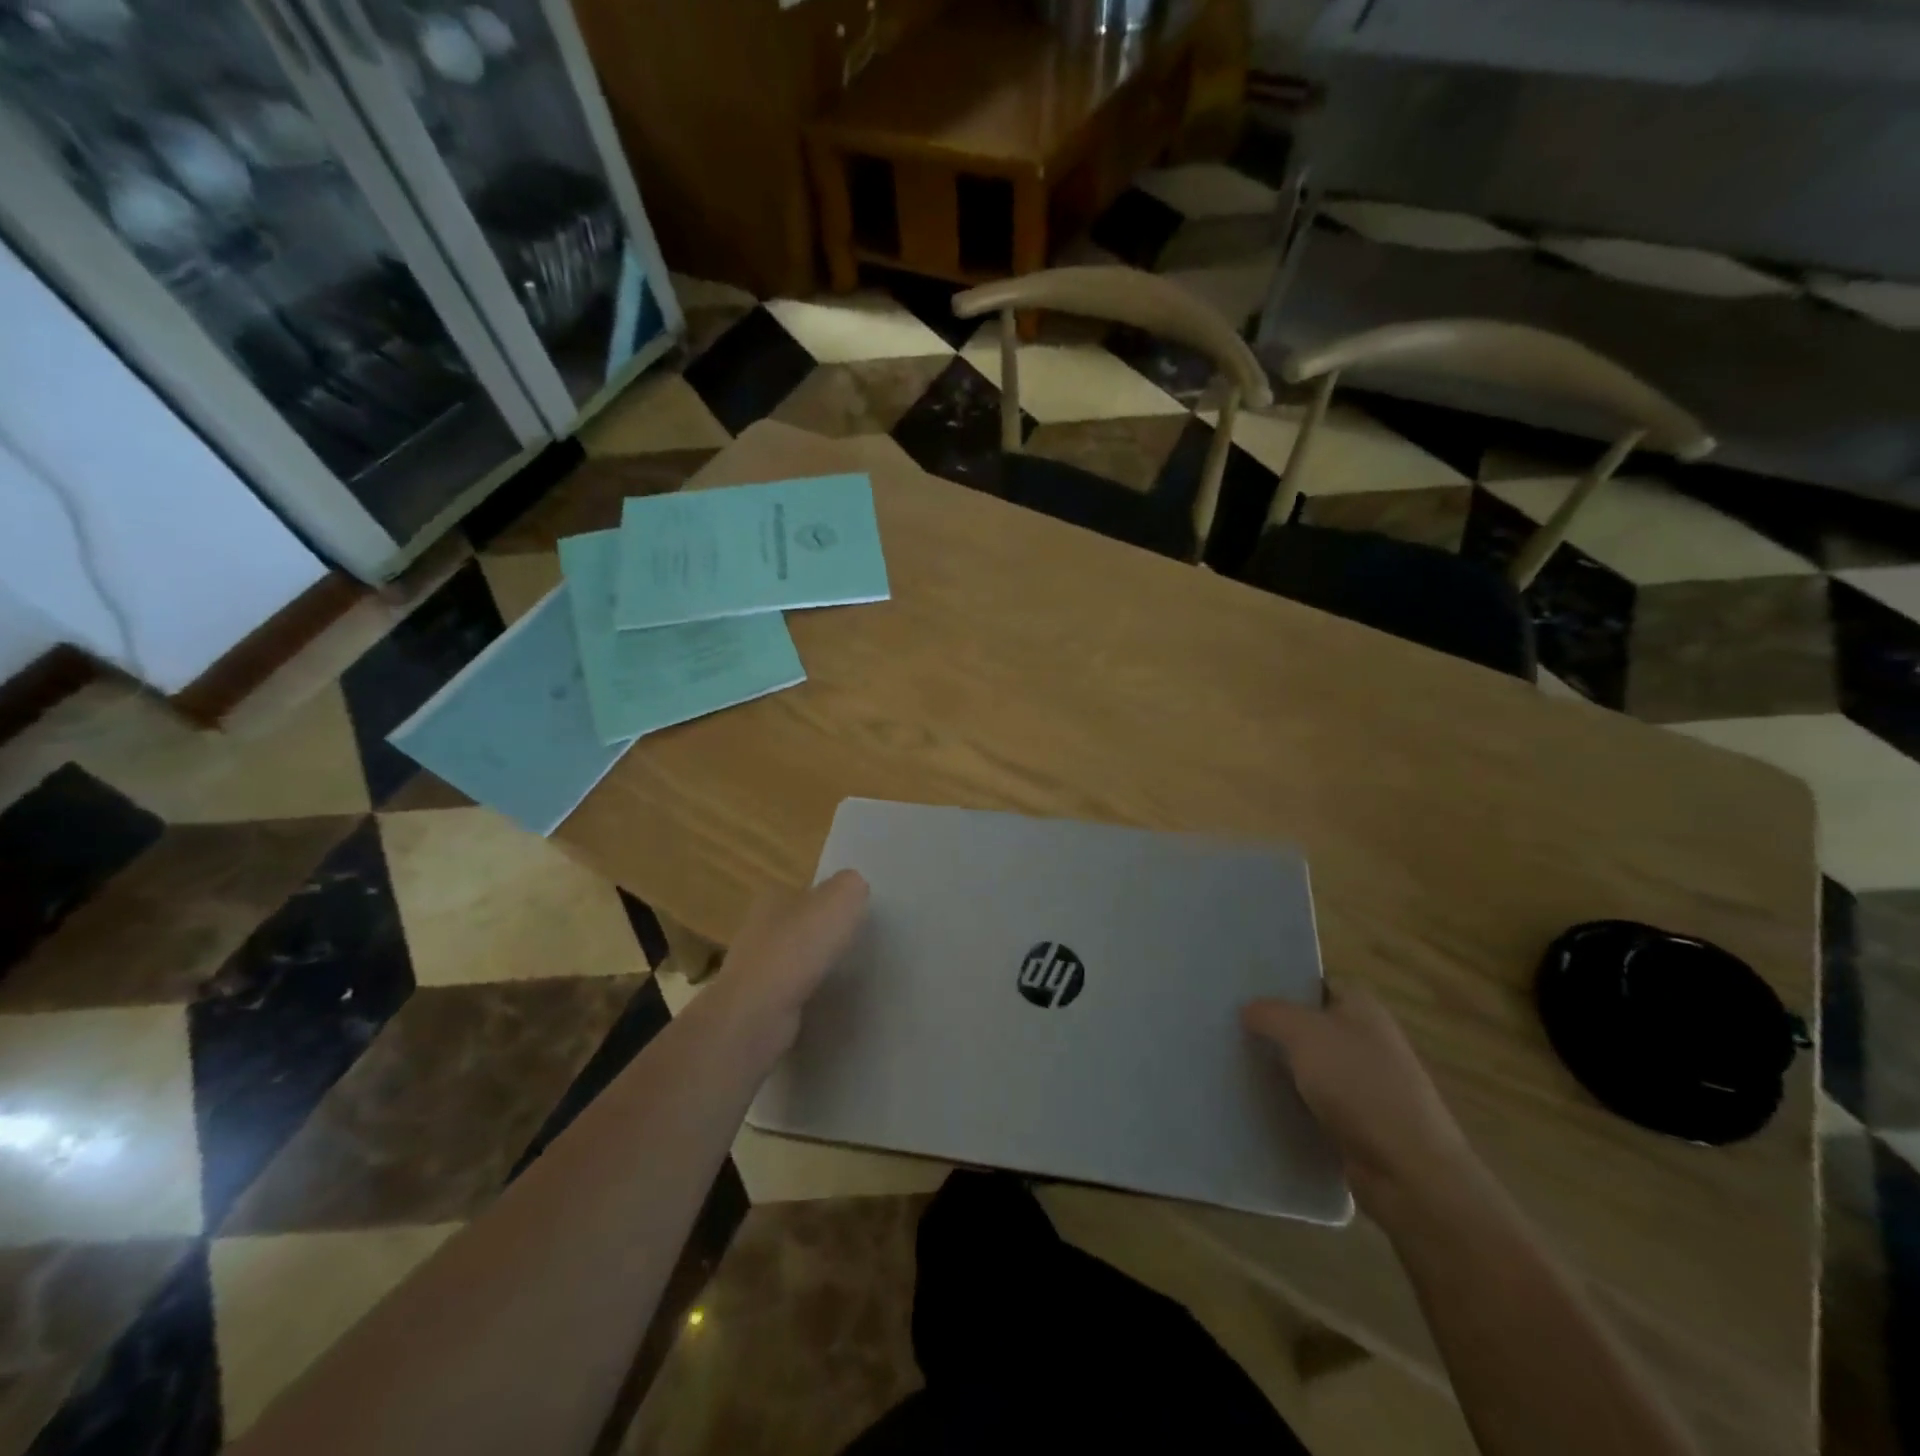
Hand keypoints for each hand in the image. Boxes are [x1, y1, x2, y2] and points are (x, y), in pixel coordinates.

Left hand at [710, 870, 869, 1044]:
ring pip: (793, 962)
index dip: (828, 902)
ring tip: (845, 976)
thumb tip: (854, 888)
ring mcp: (752, 970)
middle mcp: (757, 929)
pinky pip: (790, 994)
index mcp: (771, 898)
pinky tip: (826, 1002)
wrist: (759, 1013)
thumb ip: (850, 885)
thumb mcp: (840, 899)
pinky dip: (807, 996)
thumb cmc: (799, 947)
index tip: (853, 917)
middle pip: (798, 927)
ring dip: (814, 968)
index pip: (804, 893)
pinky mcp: (756, 1005)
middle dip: (822, 936)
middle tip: (854, 947)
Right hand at [1243, 985, 1480, 1218]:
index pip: (1316, 983)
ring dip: (1281, 1068)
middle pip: (1311, 1024)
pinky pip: (1315, 1102)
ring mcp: (1366, 1083)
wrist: (1408, 1170)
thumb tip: (1247, 1009)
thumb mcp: (1304, 1033)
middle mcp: (1367, 1040)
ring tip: (1236, 1064)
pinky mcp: (1359, 1123)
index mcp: (1363, 1008)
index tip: (1244, 992)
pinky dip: (1292, 1102)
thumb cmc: (1358, 1085)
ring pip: (1310, 1065)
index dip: (1282, 985)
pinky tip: (1260, 1103)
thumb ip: (1270, 1013)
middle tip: (1232, 1028)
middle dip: (1276, 1028)